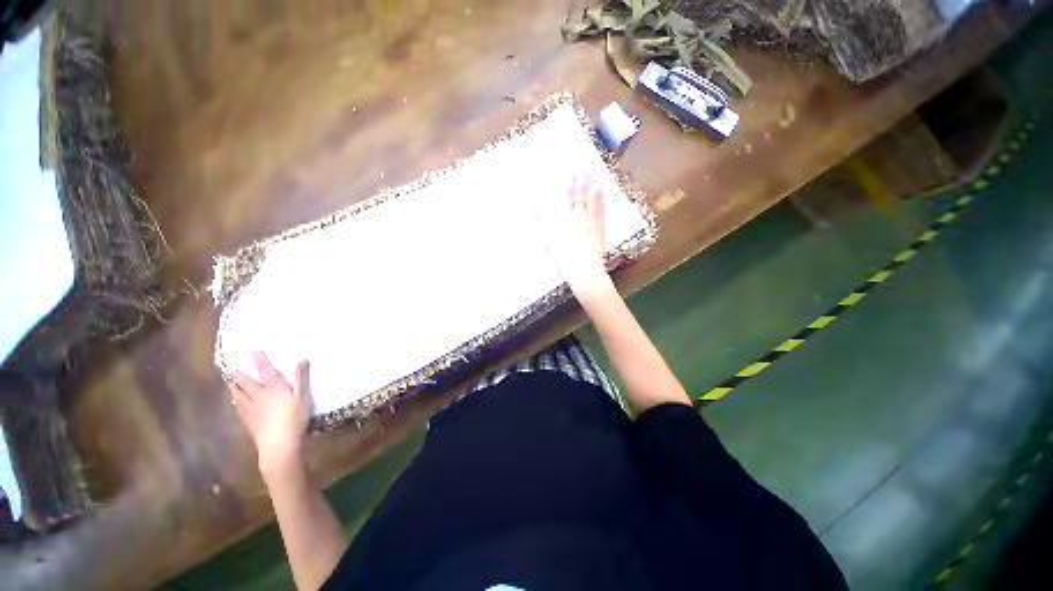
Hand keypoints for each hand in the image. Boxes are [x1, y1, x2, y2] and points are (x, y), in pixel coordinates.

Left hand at [229, 351, 310, 476]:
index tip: (252, 350)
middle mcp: (258, 396)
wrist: (279, 444)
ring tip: (230, 382)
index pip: (265, 370)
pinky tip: (236, 402)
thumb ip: (301, 378)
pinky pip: (239, 408)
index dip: (259, 359)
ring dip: (234, 387)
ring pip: (239, 395)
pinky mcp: (249, 421)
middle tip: (233, 368)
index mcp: (273, 388)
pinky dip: (236, 401)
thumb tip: (302, 358)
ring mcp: (251, 410)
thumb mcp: (303, 396)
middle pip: (246, 383)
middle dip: (239, 375)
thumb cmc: (294, 418)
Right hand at [535, 172, 610, 293]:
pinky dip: (601, 200)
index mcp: (565, 219)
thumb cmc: (562, 258)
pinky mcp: (600, 229)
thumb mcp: (547, 241)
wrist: (583, 269)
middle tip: (583, 167)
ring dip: (592, 186)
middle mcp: (579, 216)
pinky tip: (602, 192)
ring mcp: (591, 222)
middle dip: (581, 180)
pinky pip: (601, 211)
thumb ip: (540, 222)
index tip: (571, 172)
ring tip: (594, 174)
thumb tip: (532, 206)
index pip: (566, 198)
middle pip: (579, 195)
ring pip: (592, 200)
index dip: (569, 184)